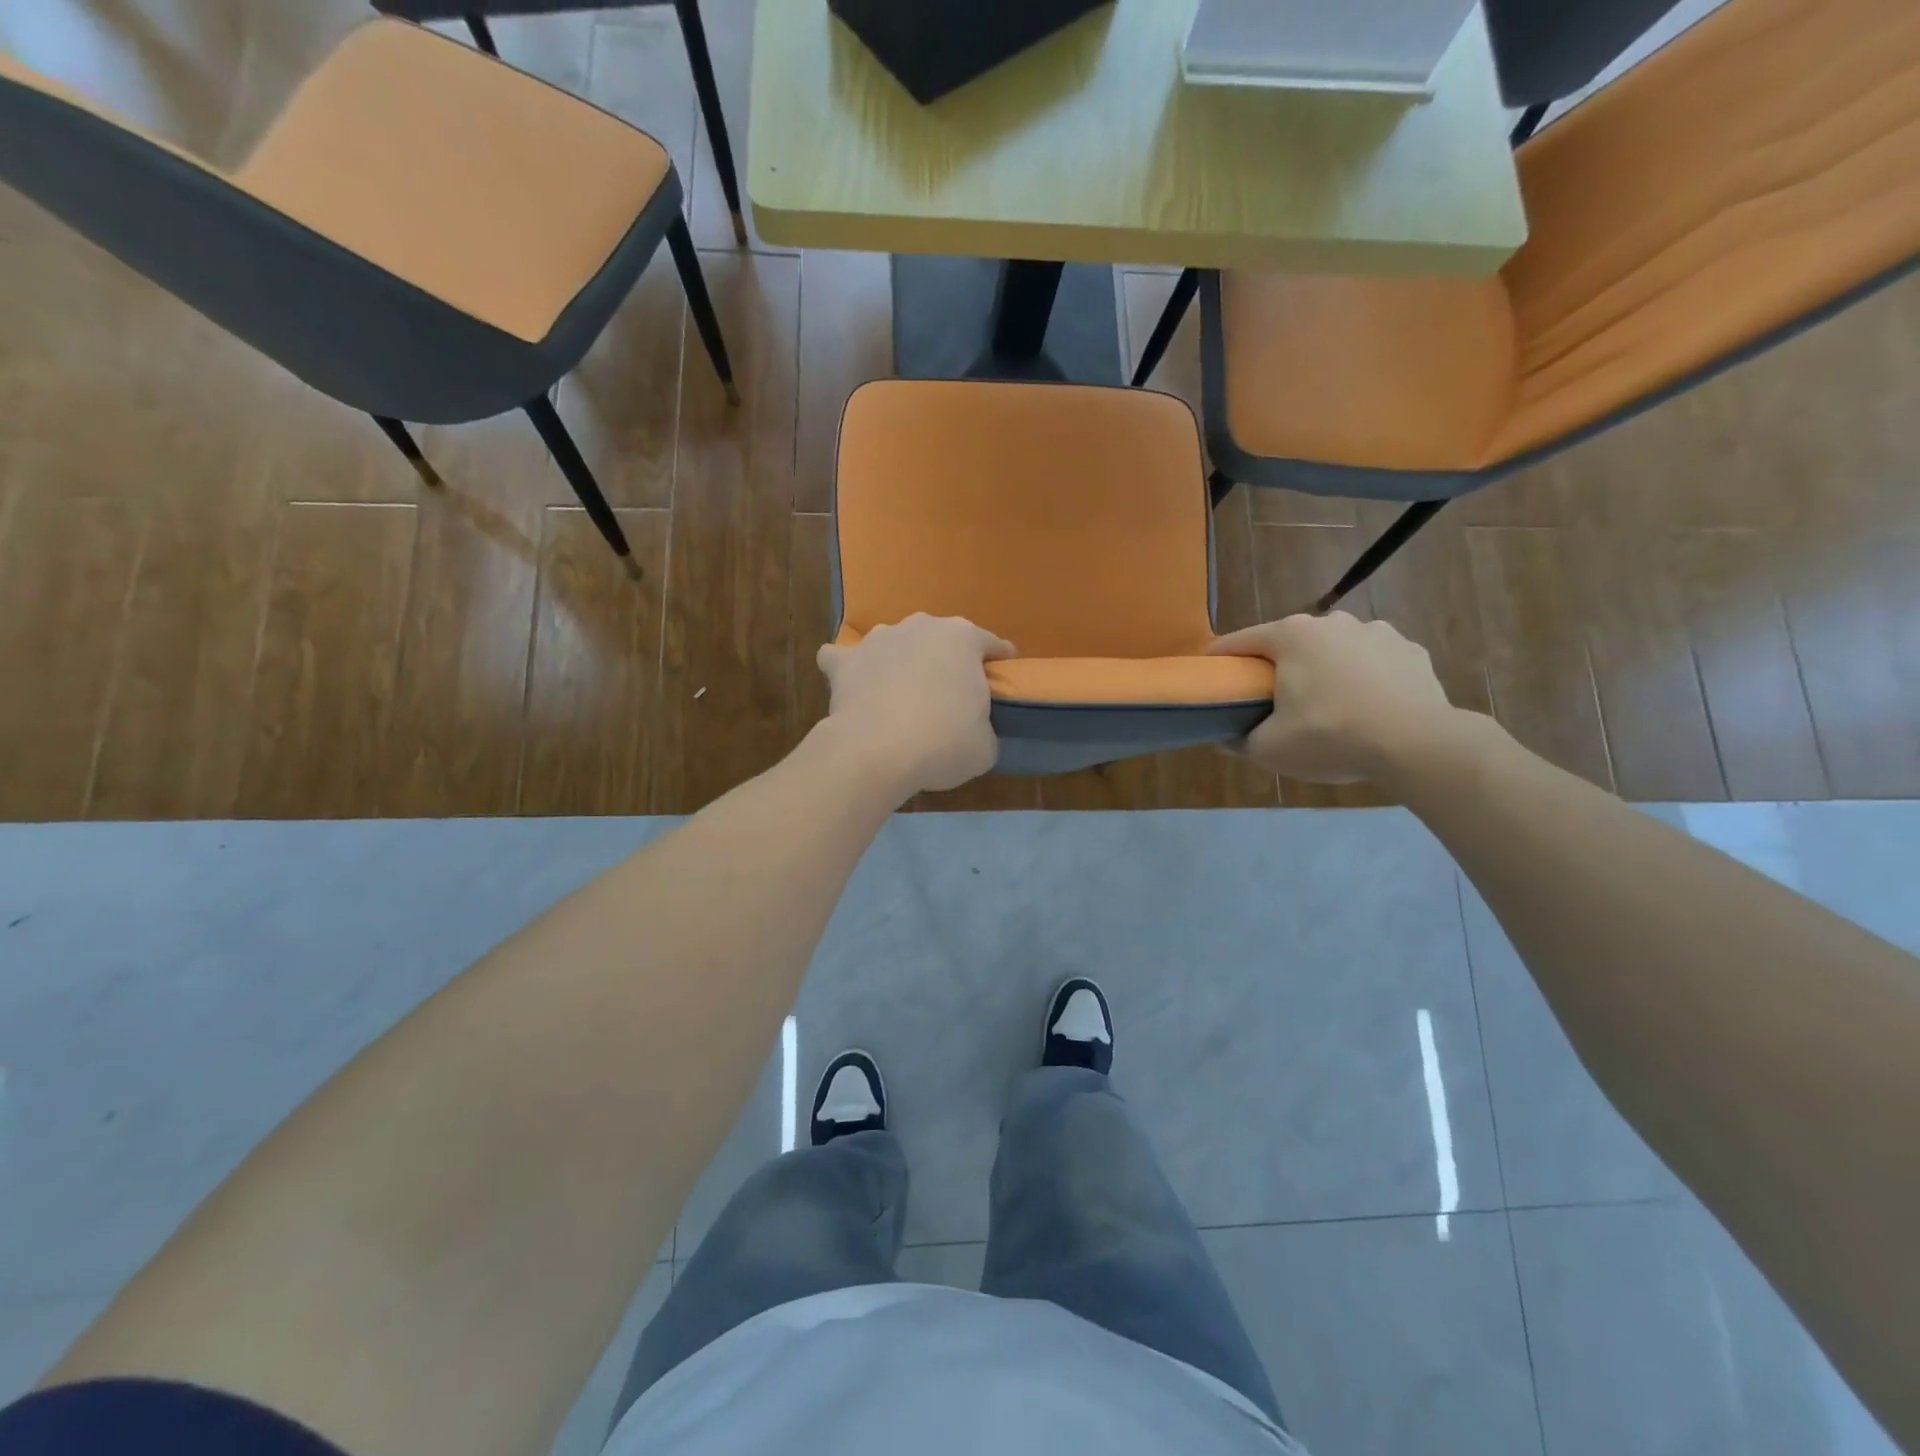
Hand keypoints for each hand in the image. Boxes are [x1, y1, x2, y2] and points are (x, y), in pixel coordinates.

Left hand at [817, 614, 1015, 796]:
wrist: (878, 752)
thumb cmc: (943, 743)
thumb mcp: (985, 745)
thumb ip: (983, 726)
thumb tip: (974, 731)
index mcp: (963, 639)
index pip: (991, 644)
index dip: (999, 660)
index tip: (1003, 673)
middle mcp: (921, 626)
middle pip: (940, 639)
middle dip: (946, 660)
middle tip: (950, 694)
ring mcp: (879, 639)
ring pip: (895, 642)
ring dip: (900, 660)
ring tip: (901, 691)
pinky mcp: (845, 661)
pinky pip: (844, 658)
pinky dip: (849, 668)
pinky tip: (853, 684)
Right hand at [1208, 613, 1460, 783]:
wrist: (1416, 743)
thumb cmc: (1329, 736)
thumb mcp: (1269, 749)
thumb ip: (1240, 741)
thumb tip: (1225, 738)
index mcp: (1291, 636)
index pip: (1240, 641)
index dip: (1220, 660)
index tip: (1210, 676)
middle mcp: (1332, 622)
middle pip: (1290, 643)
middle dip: (1278, 667)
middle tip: (1271, 701)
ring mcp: (1377, 632)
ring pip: (1335, 650)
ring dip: (1325, 670)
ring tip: (1326, 707)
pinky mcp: (1412, 651)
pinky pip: (1374, 663)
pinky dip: (1365, 679)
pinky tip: (1367, 708)